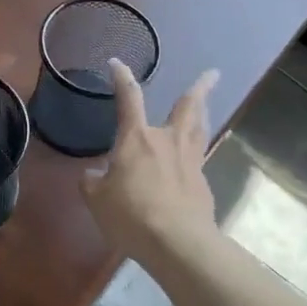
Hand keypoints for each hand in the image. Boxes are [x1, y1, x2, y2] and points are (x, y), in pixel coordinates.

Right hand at [81, 60, 220, 264]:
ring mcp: (190, 161)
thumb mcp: (97, 200)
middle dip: (200, 88)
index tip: (117, 63)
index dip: (122, 78)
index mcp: (137, 139)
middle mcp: (167, 141)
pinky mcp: (202, 183)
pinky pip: (199, 158)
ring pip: (200, 129)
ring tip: (207, 105)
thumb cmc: (131, 215)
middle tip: (213, 73)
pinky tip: (191, 160)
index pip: (129, 98)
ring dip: (205, 113)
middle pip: (188, 107)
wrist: (176, 241)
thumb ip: (92, 183)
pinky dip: (196, 152)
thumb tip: (93, 175)